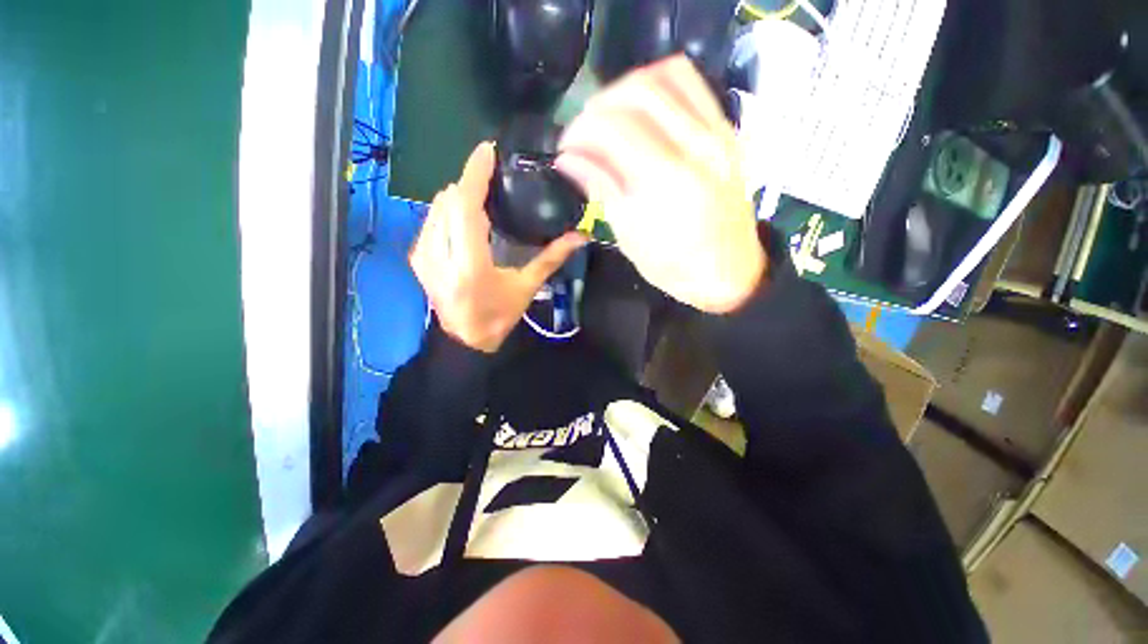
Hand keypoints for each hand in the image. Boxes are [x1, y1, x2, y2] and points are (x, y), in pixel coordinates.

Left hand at [410, 142, 586, 352]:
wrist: (464, 340)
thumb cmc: (498, 316)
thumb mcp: (526, 288)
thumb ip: (551, 259)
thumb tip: (580, 236)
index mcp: (469, 265)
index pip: (465, 207)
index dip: (474, 175)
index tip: (486, 151)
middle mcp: (439, 255)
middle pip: (449, 200)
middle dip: (470, 184)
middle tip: (492, 180)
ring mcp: (423, 254)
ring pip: (438, 207)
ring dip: (459, 197)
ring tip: (481, 199)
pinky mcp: (417, 256)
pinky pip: (432, 219)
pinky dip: (449, 211)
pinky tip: (465, 221)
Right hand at [555, 55, 765, 313]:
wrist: (729, 273)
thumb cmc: (674, 266)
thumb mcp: (630, 235)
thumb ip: (601, 187)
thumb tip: (568, 159)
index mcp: (666, 180)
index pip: (613, 126)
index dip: (580, 130)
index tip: (566, 148)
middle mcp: (695, 145)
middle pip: (637, 91)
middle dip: (599, 105)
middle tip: (584, 132)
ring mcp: (718, 133)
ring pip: (667, 76)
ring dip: (628, 88)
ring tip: (611, 116)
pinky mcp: (728, 132)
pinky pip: (693, 85)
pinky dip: (660, 86)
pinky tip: (645, 109)